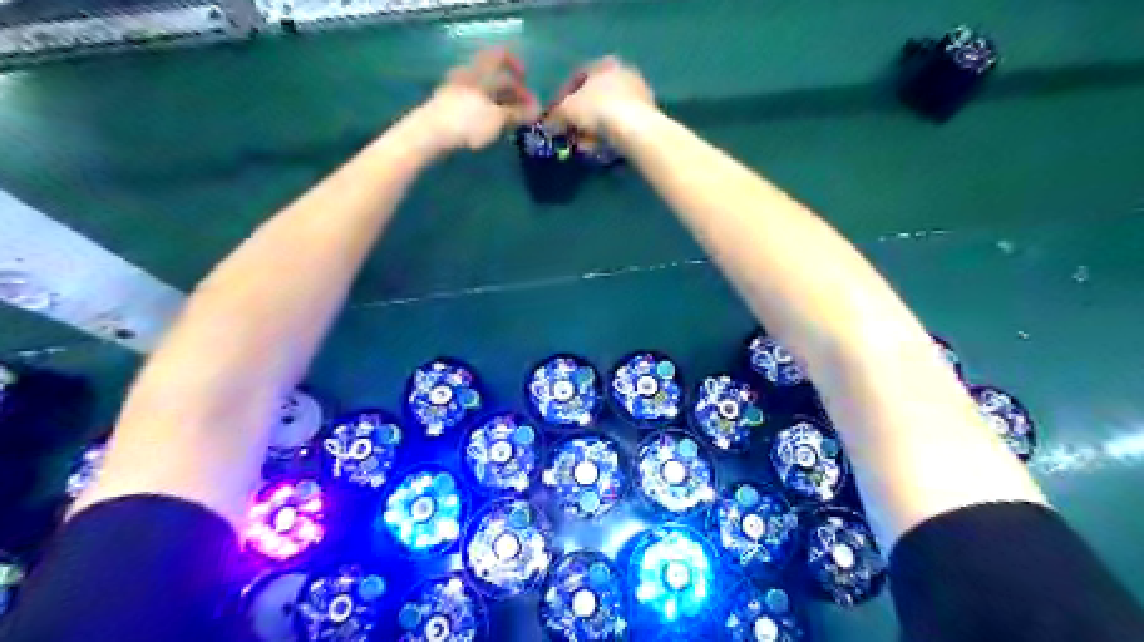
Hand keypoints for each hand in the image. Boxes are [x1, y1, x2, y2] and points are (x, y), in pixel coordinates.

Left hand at [417, 47, 540, 150]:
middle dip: (512, 92)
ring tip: (511, 122)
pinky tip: (491, 127)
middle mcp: (467, 76)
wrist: (428, 135)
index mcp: (480, 72)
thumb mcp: (497, 119)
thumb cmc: (466, 122)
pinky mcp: (448, 108)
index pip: (501, 56)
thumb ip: (518, 113)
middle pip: (494, 77)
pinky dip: (487, 112)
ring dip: (501, 104)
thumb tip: (537, 111)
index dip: (517, 66)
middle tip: (525, 111)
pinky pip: (474, 104)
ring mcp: (456, 91)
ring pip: (484, 92)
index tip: (527, 83)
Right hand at [546, 56, 655, 134]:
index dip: (563, 98)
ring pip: (609, 112)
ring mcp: (639, 94)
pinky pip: (621, 125)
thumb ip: (555, 116)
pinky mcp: (648, 116)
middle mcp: (624, 73)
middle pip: (595, 96)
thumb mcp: (566, 111)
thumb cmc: (596, 109)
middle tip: (571, 133)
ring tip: (584, 145)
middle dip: (581, 116)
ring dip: (595, 128)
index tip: (556, 116)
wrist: (634, 128)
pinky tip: (601, 148)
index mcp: (604, 63)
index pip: (578, 77)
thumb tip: (548, 124)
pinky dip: (610, 135)